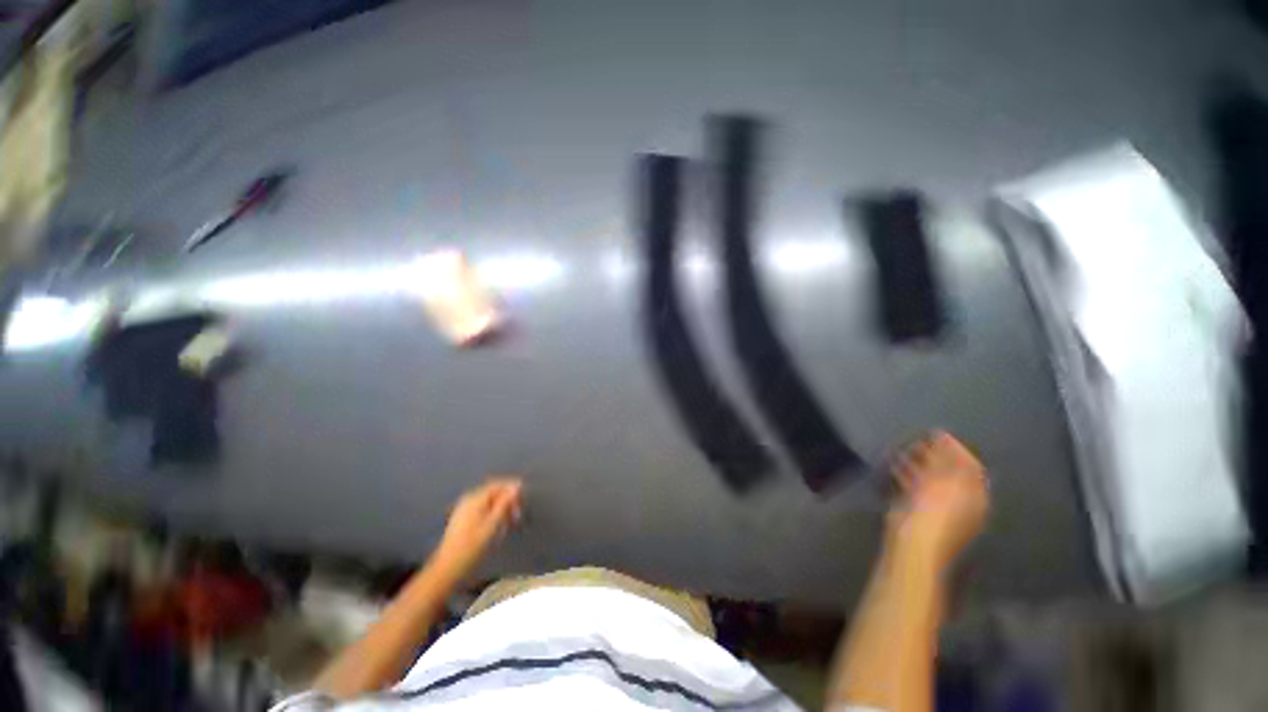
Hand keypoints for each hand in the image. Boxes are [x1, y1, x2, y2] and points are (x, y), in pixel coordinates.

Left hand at [435, 478, 522, 578]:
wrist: (448, 568)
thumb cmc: (473, 546)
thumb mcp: (493, 524)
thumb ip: (505, 503)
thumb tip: (516, 486)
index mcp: (475, 498)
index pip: (498, 485)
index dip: (512, 489)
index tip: (524, 500)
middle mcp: (468, 500)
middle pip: (493, 493)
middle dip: (507, 501)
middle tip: (517, 516)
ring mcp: (464, 509)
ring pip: (489, 503)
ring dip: (501, 510)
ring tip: (509, 524)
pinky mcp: (462, 520)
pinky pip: (482, 510)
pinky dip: (492, 515)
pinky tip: (497, 528)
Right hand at [888, 431, 988, 569]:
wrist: (914, 542)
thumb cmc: (934, 510)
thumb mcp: (944, 480)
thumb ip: (946, 457)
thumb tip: (943, 436)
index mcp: (974, 494)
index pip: (970, 465)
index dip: (956, 447)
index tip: (937, 432)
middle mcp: (961, 500)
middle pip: (950, 472)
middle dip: (935, 454)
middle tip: (918, 439)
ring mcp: (939, 507)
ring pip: (931, 479)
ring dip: (919, 463)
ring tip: (904, 448)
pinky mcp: (918, 510)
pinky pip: (915, 486)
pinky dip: (907, 474)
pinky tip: (894, 465)